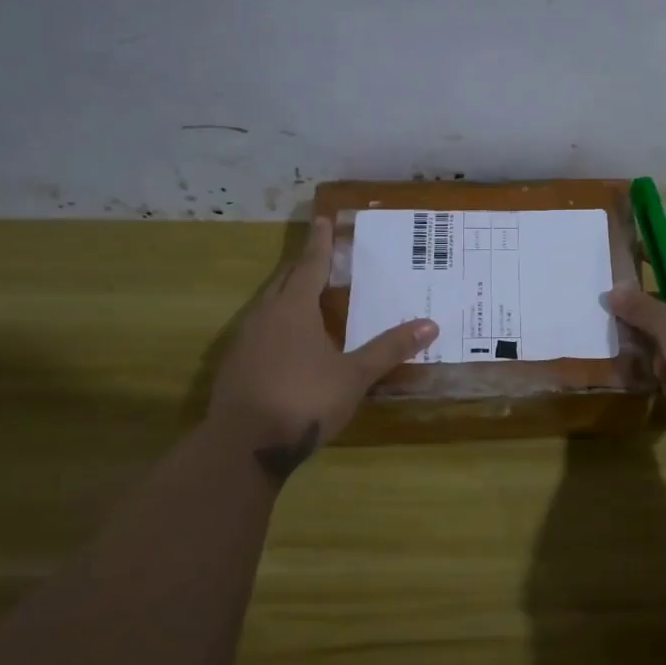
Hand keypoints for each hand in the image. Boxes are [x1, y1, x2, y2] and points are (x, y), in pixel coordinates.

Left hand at [208, 218, 435, 484]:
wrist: (244, 445)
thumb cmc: (305, 399)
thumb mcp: (355, 375)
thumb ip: (389, 349)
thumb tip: (430, 324)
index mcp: (293, 309)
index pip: (309, 265)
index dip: (320, 243)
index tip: (323, 219)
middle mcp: (264, 316)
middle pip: (284, 281)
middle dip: (303, 266)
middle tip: (322, 256)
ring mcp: (244, 341)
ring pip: (268, 306)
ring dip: (288, 296)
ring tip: (308, 297)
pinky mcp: (235, 366)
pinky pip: (260, 330)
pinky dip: (277, 324)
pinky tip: (288, 342)